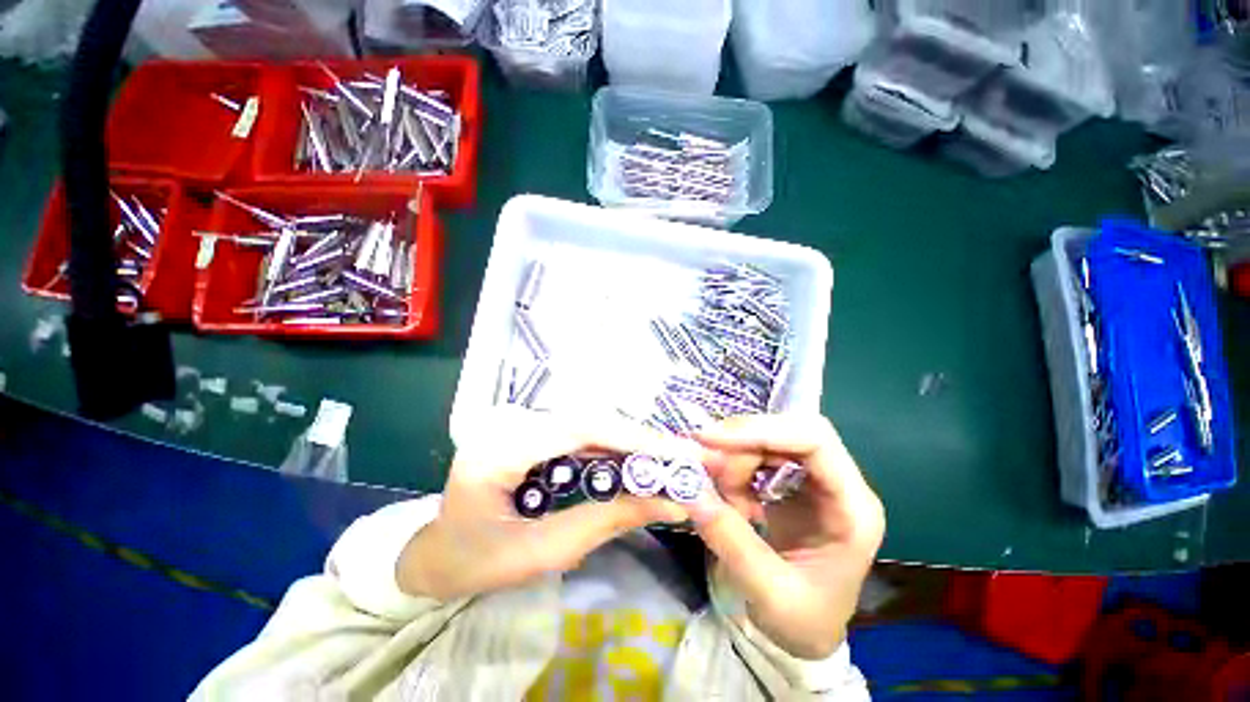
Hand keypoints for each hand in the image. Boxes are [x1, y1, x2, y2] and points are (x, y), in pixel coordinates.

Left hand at [397, 407, 695, 600]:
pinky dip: (612, 446)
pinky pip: (579, 432)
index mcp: (498, 450)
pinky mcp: (532, 428)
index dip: (630, 437)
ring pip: (588, 422)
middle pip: (588, 419)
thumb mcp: (544, 553)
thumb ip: (608, 521)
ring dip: (629, 442)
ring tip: (669, 460)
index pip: (577, 429)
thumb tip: (670, 503)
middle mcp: (510, 422)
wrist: (437, 552)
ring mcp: (520, 421)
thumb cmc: (478, 562)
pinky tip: (637, 460)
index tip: (675, 454)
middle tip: (683, 457)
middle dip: (638, 439)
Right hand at [690, 414, 884, 659]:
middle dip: (741, 442)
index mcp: (852, 508)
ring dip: (734, 457)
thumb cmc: (802, 621)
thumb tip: (691, 491)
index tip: (713, 439)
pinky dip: (734, 467)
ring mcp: (815, 479)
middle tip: (705, 463)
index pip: (815, 441)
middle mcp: (838, 482)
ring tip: (719, 493)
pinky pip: (757, 455)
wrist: (808, 633)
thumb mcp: (768, 593)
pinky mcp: (793, 481)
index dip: (763, 430)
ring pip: (768, 439)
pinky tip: (729, 496)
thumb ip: (732, 541)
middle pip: (788, 432)